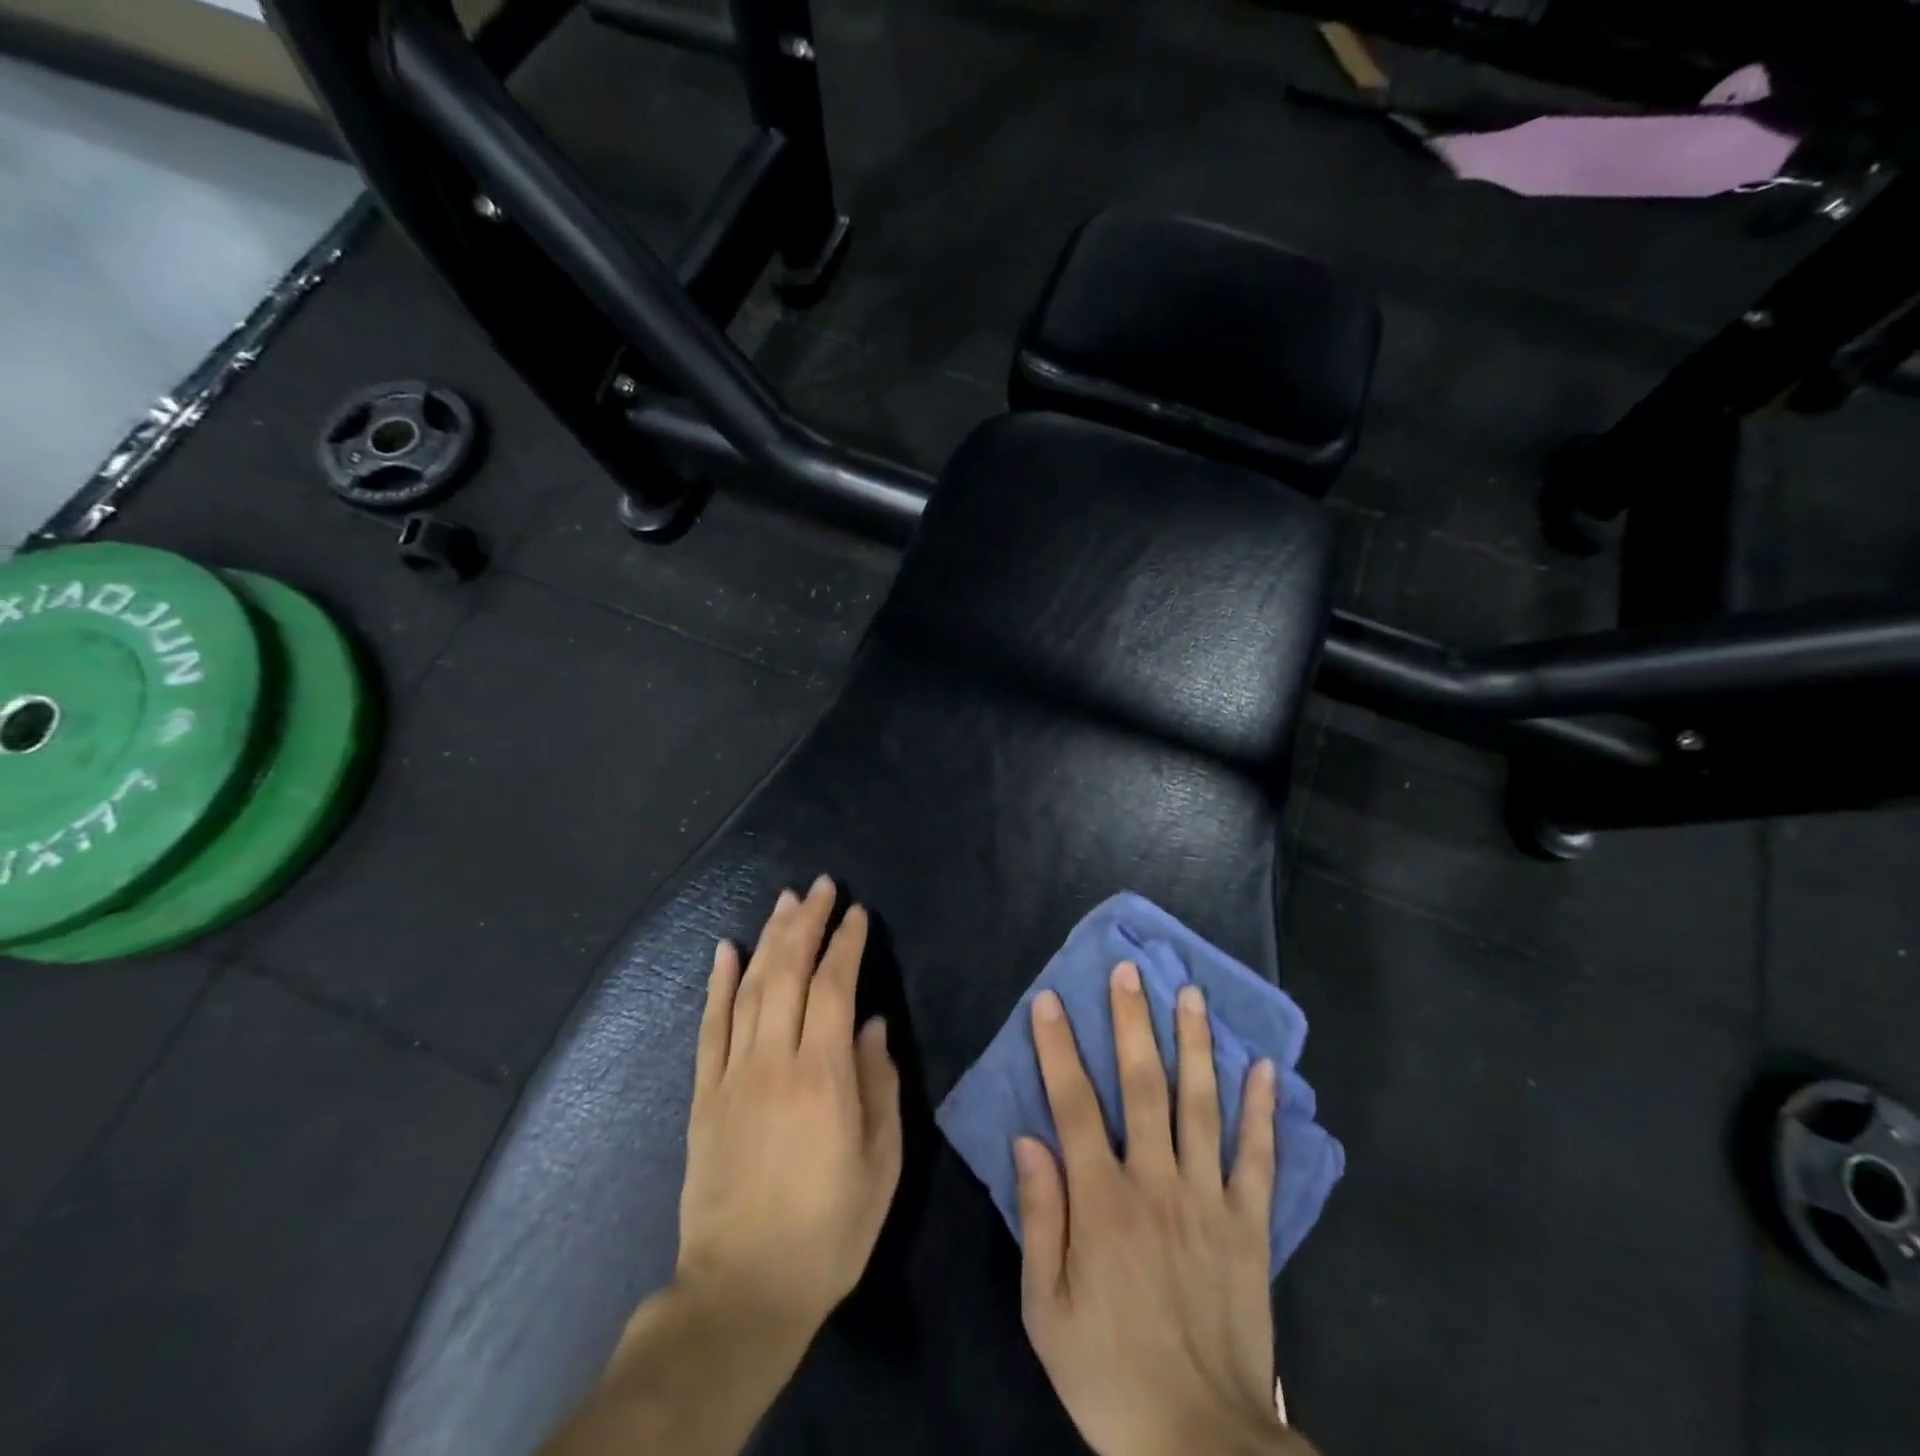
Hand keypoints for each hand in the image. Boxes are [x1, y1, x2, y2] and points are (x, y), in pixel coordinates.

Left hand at [675, 876, 902, 1340]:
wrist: (741, 1292)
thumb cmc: (827, 1231)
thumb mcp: (880, 1166)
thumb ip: (880, 1086)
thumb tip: (874, 1025)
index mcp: (823, 1078)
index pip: (834, 988)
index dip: (847, 944)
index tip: (858, 914)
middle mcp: (774, 1062)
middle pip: (788, 973)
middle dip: (807, 923)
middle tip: (822, 887)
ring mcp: (732, 1075)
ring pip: (749, 989)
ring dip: (769, 939)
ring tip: (786, 902)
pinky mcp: (704, 1095)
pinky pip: (709, 1026)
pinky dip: (717, 983)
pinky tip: (725, 949)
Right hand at [1015, 962, 1311, 1455]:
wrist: (1200, 1443)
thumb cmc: (1108, 1373)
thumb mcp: (1046, 1310)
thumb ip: (1040, 1218)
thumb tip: (1028, 1138)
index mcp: (1101, 1201)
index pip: (1073, 1105)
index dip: (1059, 1048)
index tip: (1051, 1001)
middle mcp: (1154, 1182)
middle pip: (1141, 1085)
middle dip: (1131, 1022)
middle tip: (1129, 971)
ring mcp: (1208, 1200)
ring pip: (1200, 1104)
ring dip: (1194, 1044)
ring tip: (1189, 993)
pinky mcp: (1249, 1226)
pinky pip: (1258, 1158)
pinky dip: (1262, 1111)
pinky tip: (1264, 1068)